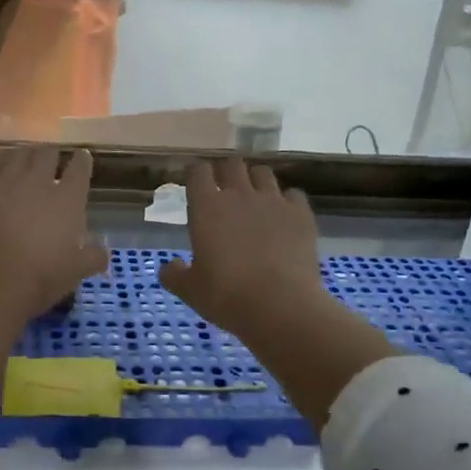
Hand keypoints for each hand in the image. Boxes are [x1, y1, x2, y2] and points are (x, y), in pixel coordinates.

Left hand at [0, 147, 108, 322]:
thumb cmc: (38, 277)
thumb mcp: (74, 272)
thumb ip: (92, 258)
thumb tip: (104, 253)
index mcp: (66, 199)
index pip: (79, 168)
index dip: (82, 160)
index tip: (82, 157)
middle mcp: (36, 180)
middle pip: (47, 153)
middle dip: (51, 154)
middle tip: (50, 159)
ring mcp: (3, 179)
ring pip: (16, 152)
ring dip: (23, 154)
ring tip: (22, 158)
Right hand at [159, 158, 325, 333]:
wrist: (280, 305)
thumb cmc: (226, 296)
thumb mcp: (190, 290)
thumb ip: (174, 275)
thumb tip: (169, 266)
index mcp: (206, 207)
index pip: (198, 171)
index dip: (197, 175)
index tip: (197, 186)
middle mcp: (239, 194)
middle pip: (232, 164)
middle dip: (227, 173)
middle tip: (226, 191)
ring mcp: (273, 200)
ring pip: (263, 173)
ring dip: (256, 181)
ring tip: (256, 199)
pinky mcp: (301, 213)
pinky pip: (293, 194)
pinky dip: (287, 201)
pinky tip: (284, 217)